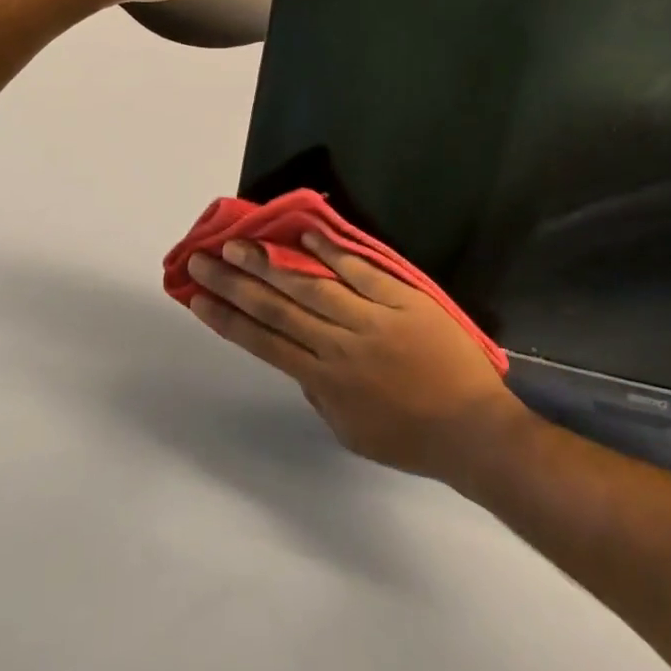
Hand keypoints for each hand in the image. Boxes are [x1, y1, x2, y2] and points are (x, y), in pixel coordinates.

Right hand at [185, 234, 528, 485]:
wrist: (473, 431)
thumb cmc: (410, 438)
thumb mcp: (350, 430)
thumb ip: (319, 392)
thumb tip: (296, 358)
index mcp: (324, 381)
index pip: (263, 343)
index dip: (227, 318)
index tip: (197, 297)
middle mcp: (338, 346)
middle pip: (276, 309)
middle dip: (235, 283)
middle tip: (203, 258)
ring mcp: (370, 319)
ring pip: (310, 286)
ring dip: (271, 263)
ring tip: (239, 242)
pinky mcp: (401, 300)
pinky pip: (361, 272)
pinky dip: (332, 252)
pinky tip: (307, 233)